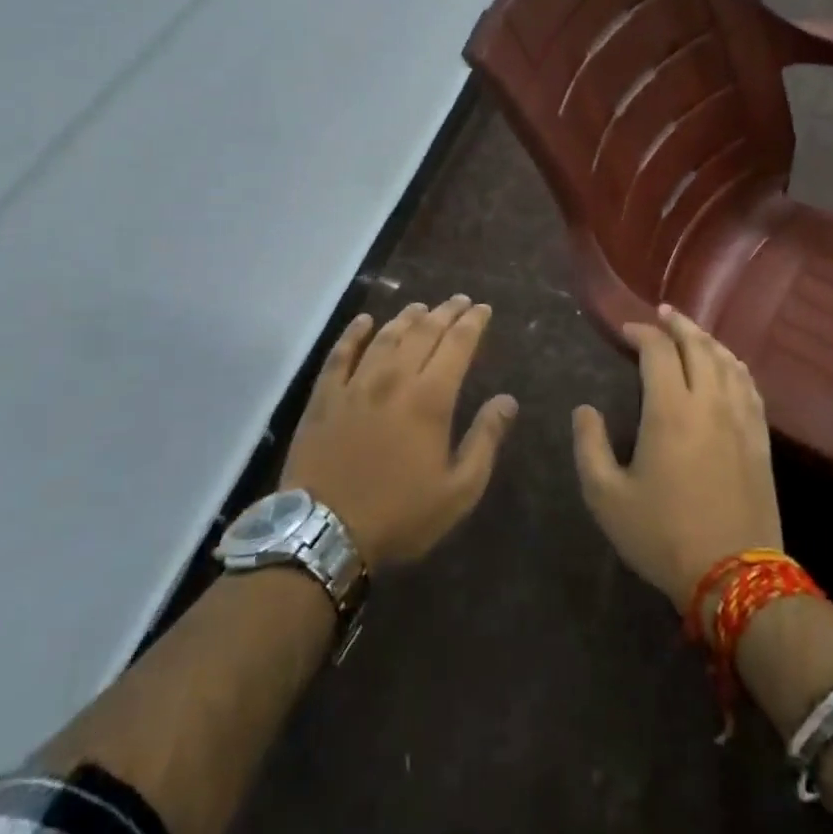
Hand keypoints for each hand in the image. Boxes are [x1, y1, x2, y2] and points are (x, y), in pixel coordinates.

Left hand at [282, 296, 516, 569]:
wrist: (324, 533)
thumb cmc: (399, 515)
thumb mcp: (458, 491)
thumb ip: (485, 440)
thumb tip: (507, 400)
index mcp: (430, 398)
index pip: (457, 344)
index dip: (472, 323)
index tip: (482, 308)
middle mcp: (395, 378)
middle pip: (424, 332)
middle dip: (445, 312)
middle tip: (459, 300)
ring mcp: (356, 383)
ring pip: (386, 335)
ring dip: (407, 317)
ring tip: (421, 307)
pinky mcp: (325, 396)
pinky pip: (341, 353)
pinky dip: (355, 332)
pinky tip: (364, 320)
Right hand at [572, 307, 781, 613]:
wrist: (735, 578)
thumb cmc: (663, 536)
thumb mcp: (607, 498)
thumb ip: (589, 447)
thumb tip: (584, 410)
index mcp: (670, 410)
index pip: (658, 351)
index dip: (641, 332)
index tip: (626, 330)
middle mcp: (708, 402)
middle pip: (698, 345)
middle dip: (678, 324)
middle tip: (662, 314)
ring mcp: (740, 418)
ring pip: (727, 361)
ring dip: (707, 339)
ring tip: (692, 332)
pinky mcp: (760, 438)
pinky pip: (749, 385)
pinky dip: (734, 365)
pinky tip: (728, 366)